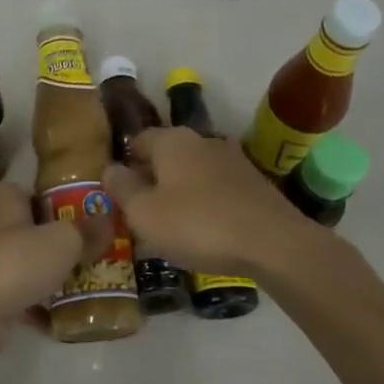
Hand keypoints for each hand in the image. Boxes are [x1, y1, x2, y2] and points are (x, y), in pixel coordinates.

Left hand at [0, 181, 109, 355]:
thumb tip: (109, 220)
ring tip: (84, 284)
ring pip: (24, 260)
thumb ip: (88, 231)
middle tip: (93, 256)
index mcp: (1, 196)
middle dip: (59, 244)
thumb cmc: (14, 261)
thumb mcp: (64, 242)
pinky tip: (62, 312)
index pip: (39, 194)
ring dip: (48, 273)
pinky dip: (34, 299)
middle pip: (33, 228)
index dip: (66, 208)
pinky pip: (15, 289)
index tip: (91, 226)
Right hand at [105, 127, 298, 277]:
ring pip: (193, 171)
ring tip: (172, 224)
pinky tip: (205, 230)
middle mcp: (202, 140)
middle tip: (141, 211)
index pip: (138, 140)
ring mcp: (232, 159)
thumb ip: (122, 188)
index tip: (119, 192)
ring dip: (180, 191)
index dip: (125, 164)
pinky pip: (217, 188)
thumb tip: (110, 169)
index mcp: (172, 140)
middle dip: (152, 178)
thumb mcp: (144, 213)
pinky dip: (206, 203)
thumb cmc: (197, 224)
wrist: (273, 243)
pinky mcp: (254, 183)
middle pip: (167, 155)